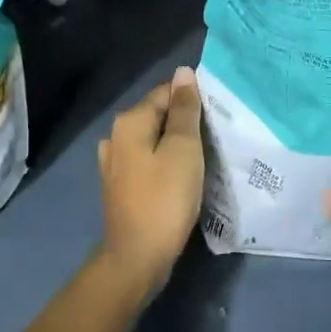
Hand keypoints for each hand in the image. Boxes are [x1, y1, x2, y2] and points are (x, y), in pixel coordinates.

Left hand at [96, 67, 204, 300]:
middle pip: (157, 116)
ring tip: (201, 158)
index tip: (216, 119)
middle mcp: (115, 136)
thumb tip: (183, 73)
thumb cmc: (164, 199)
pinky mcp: (120, 186)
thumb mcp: (183, 149)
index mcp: (129, 122)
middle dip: (184, 123)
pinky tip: (180, 177)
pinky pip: (147, 162)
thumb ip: (184, 110)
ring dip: (174, 145)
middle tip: (214, 139)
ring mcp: (114, 163)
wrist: (137, 258)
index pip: (166, 93)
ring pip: (152, 141)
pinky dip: (164, 164)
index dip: (192, 101)